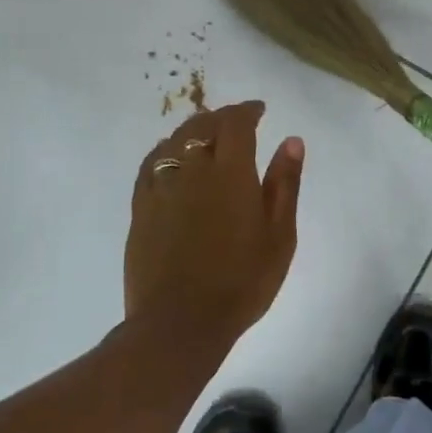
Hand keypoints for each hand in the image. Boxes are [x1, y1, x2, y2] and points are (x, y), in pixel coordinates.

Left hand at [125, 101, 304, 349]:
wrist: (181, 321)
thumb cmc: (242, 281)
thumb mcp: (279, 235)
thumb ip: (284, 184)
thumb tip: (291, 140)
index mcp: (231, 172)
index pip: (236, 123)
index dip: (248, 111)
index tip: (260, 111)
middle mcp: (192, 169)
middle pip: (202, 127)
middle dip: (221, 118)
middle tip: (236, 122)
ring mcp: (161, 188)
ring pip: (173, 142)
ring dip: (192, 130)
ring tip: (206, 136)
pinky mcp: (140, 209)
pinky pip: (150, 165)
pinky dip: (164, 151)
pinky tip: (170, 158)